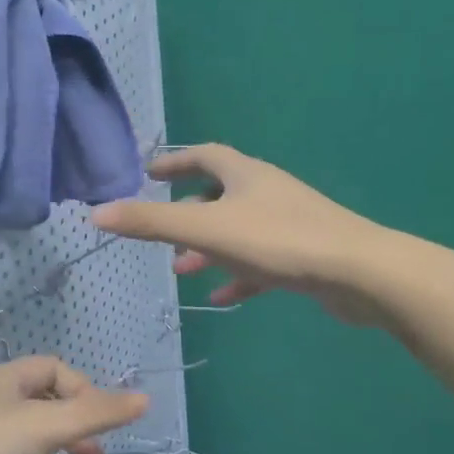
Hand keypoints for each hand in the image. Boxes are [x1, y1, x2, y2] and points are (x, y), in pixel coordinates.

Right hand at [91, 144, 389, 323]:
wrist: (357, 272)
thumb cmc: (279, 241)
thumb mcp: (207, 229)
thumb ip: (151, 221)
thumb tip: (96, 212)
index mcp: (245, 174)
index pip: (204, 155)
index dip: (174, 161)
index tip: (149, 172)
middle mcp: (267, 191)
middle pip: (220, 194)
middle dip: (187, 212)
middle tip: (162, 234)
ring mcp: (288, 223)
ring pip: (238, 230)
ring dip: (209, 248)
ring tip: (183, 269)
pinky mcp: (303, 255)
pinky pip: (261, 262)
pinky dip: (238, 275)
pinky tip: (223, 298)